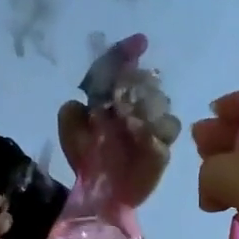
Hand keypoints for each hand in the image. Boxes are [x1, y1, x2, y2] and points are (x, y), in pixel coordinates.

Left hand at [58, 33, 179, 206]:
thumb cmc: (87, 162)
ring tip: (128, 120)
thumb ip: (72, 113)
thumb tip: (83, 101)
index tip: (139, 43)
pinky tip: (139, 134)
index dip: (129, 53)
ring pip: (161, 102)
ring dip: (145, 106)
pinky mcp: (162, 149)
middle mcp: (137, 109)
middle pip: (146, 81)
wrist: (99, 196)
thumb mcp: (71, 133)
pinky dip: (153, 128)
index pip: (124, 69)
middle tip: (122, 99)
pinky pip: (167, 130)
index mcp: (115, 100)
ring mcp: (153, 128)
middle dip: (137, 84)